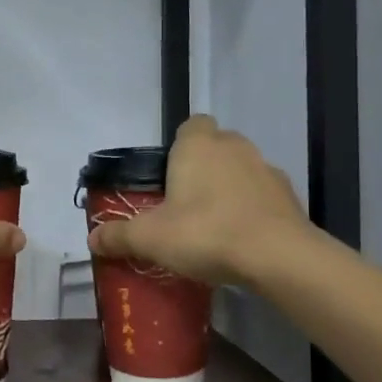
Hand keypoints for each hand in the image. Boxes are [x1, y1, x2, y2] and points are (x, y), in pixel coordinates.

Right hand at [87, 115, 311, 287]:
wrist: (278, 256)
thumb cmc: (206, 232)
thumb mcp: (150, 238)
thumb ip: (119, 236)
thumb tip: (92, 240)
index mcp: (198, 145)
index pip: (190, 125)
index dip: (180, 146)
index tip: (169, 176)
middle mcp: (234, 146)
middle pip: (215, 146)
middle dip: (203, 168)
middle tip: (185, 203)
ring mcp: (266, 169)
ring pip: (241, 170)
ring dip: (230, 188)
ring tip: (215, 225)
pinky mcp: (289, 196)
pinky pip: (263, 195)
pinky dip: (253, 209)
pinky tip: (242, 239)